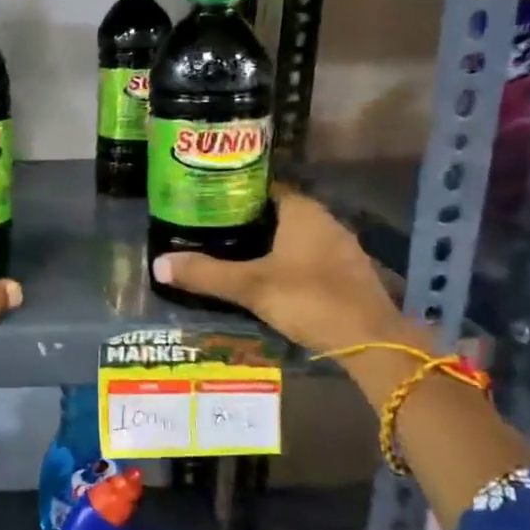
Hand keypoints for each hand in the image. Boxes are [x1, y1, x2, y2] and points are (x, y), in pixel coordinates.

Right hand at [152, 187, 408, 351]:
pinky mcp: (348, 274)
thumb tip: (158, 264)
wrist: (371, 341)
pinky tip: (269, 279)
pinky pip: (310, 257)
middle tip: (212, 230)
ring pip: (296, 237)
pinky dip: (288, 262)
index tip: (209, 201)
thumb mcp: (251, 287)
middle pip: (279, 212)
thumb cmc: (310, 299)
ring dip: (270, 243)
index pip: (265, 187)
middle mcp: (325, 221)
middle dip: (249, 220)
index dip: (237, 192)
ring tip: (234, 254)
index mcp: (303, 212)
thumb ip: (206, 274)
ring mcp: (341, 248)